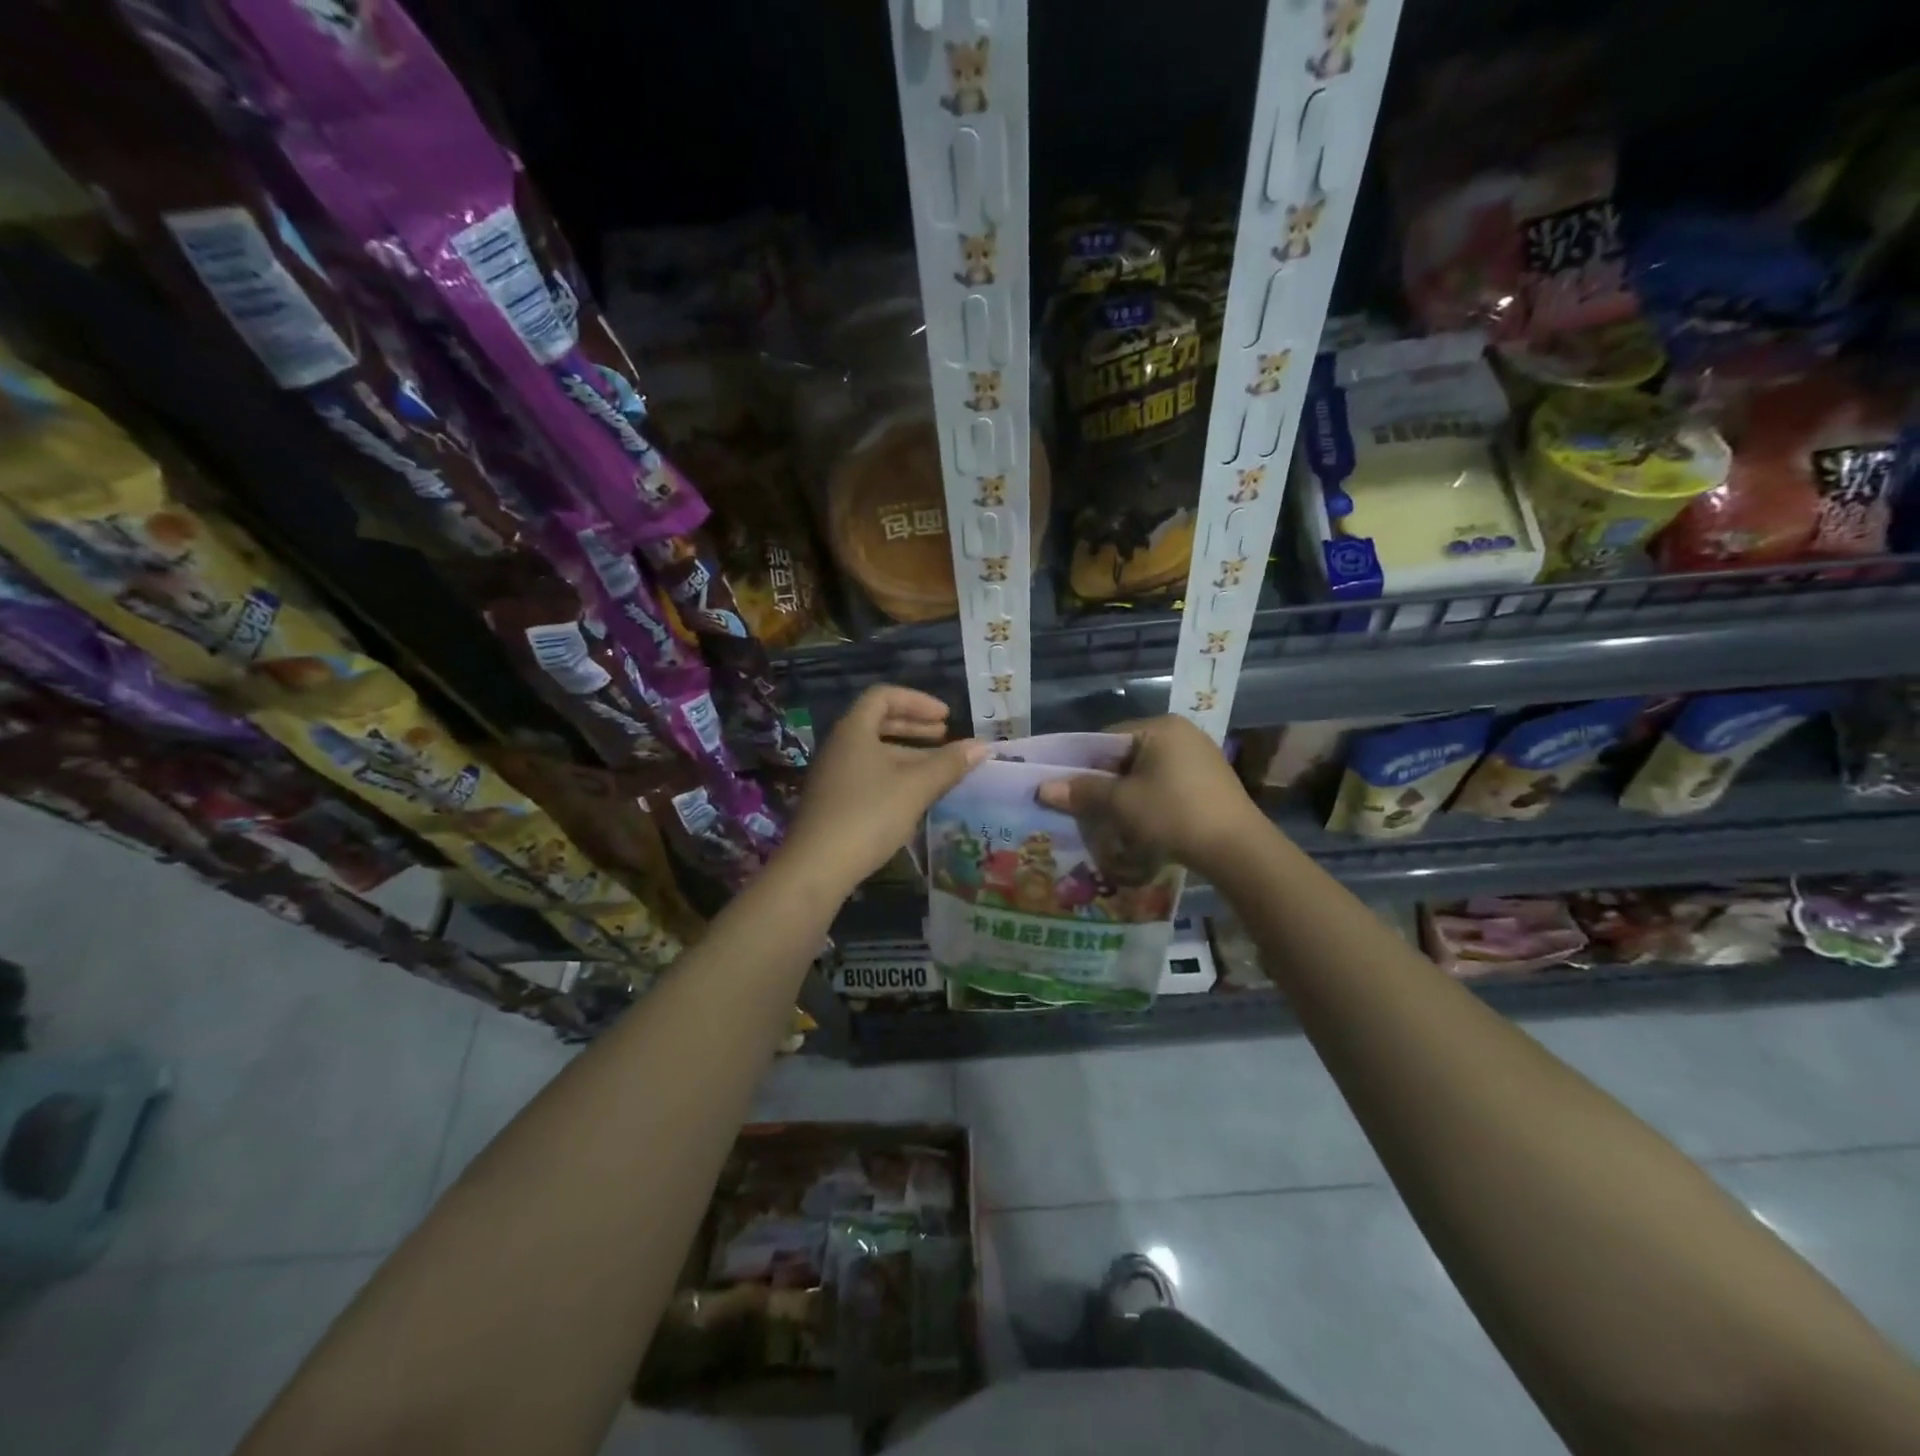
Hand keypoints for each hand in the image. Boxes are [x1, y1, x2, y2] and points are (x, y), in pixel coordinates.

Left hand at [782, 686, 987, 893]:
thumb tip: (982, 746)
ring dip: (907, 755)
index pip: (884, 696)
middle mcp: (839, 745)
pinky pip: (867, 775)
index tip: (946, 718)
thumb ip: (949, 764)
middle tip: (944, 736)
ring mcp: (833, 775)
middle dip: (914, 727)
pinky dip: (894, 775)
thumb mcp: (916, 787)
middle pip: (878, 722)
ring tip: (938, 770)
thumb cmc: (869, 814)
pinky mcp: (832, 801)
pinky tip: (914, 797)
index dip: (918, 701)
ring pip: (874, 752)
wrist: (817, 866)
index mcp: (854, 730)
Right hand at [1036, 715, 1262, 878]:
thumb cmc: (1173, 814)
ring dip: (1127, 796)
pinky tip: (1145, 826)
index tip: (1069, 792)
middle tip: (1089, 811)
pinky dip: (1150, 802)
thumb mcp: (1121, 804)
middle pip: (1126, 756)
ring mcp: (1200, 757)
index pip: (1107, 739)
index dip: (1083, 765)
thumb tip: (1042, 788)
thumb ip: (1082, 792)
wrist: (1237, 849)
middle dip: (1106, 784)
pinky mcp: (1210, 782)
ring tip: (1115, 823)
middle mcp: (1182, 733)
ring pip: (1146, 773)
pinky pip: (1167, 785)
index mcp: (1160, 727)